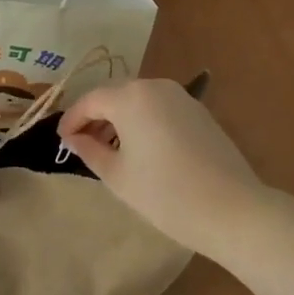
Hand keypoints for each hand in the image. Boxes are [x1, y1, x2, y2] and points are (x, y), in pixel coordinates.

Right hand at [59, 78, 270, 257]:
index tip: (61, 141)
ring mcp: (180, 96)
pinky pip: (159, 108)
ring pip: (138, 100)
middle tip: (82, 145)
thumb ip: (90, 151)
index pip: (90, 100)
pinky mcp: (198, 110)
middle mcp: (155, 86)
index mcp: (131, 97)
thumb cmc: (166, 194)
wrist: (232, 209)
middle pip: (115, 95)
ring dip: (120, 119)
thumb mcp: (118, 176)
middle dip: (96, 117)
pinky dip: (143, 121)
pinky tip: (141, 148)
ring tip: (110, 150)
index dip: (72, 119)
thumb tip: (74, 138)